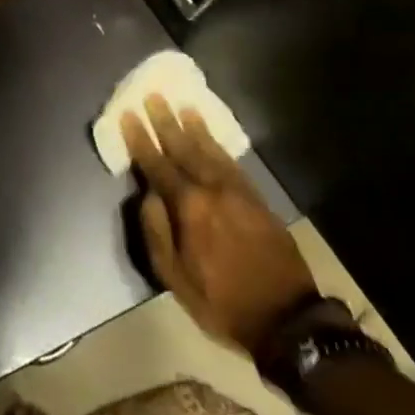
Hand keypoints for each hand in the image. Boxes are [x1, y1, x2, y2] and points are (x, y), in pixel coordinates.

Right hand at [122, 94, 316, 353]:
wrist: (287, 319)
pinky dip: (219, 145)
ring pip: (210, 151)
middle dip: (166, 122)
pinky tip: (211, 136)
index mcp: (189, 208)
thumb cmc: (221, 301)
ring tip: (182, 105)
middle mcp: (212, 191)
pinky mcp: (257, 199)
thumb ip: (156, 232)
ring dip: (194, 127)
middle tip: (153, 96)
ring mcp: (238, 192)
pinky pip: (232, 163)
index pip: (157, 166)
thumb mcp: (174, 277)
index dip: (141, 140)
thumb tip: (146, 196)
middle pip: (184, 149)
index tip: (128, 115)